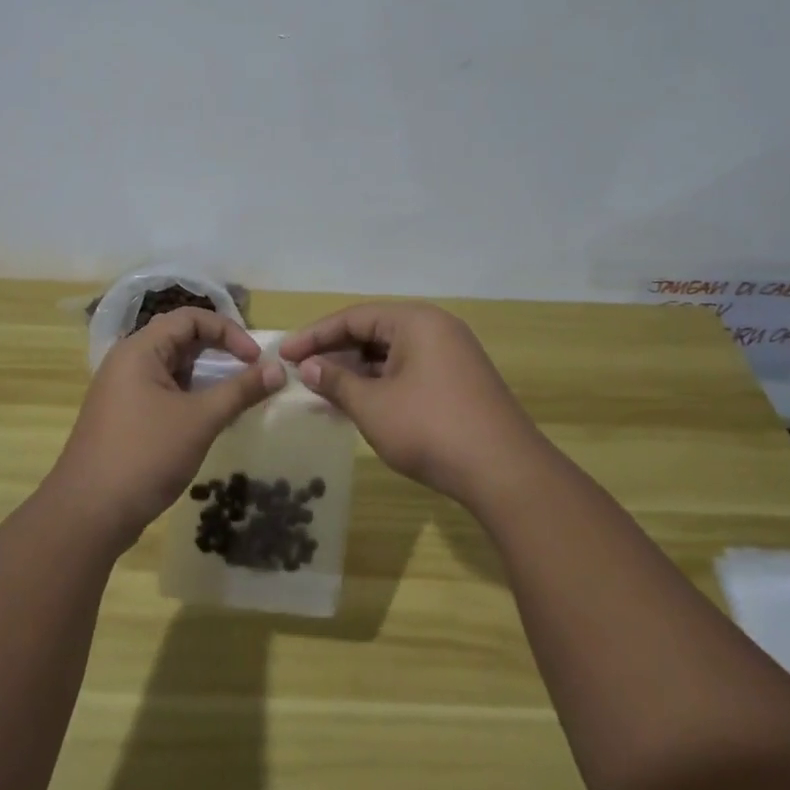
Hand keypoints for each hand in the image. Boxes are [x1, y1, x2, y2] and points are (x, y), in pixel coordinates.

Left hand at [48, 308, 284, 549]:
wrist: (88, 515)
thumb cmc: (145, 456)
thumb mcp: (200, 420)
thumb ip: (241, 390)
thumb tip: (278, 369)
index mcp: (140, 350)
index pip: (190, 318)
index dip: (228, 331)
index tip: (255, 359)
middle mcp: (127, 362)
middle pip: (181, 340)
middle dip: (219, 353)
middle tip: (250, 374)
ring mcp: (122, 391)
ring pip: (173, 369)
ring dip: (206, 378)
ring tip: (236, 398)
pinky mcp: (124, 417)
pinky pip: (163, 392)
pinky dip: (190, 398)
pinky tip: (209, 421)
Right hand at [277, 303, 543, 505]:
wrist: (505, 472)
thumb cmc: (431, 429)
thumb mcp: (373, 406)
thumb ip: (336, 381)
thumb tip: (306, 366)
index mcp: (416, 321)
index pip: (354, 317)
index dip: (314, 335)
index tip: (283, 353)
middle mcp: (436, 328)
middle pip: (374, 331)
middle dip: (335, 351)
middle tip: (299, 370)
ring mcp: (451, 356)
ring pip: (391, 354)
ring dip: (356, 370)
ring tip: (322, 388)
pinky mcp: (459, 382)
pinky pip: (409, 370)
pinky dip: (380, 383)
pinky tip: (358, 402)